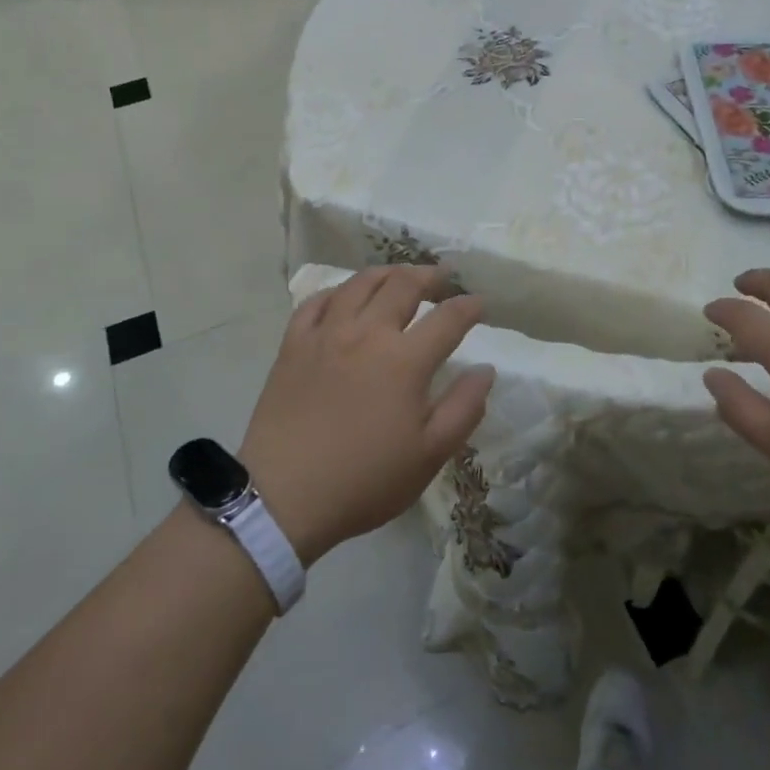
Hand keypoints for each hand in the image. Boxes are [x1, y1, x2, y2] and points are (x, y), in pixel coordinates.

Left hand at [239, 266, 493, 564]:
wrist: (284, 496)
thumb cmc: (365, 480)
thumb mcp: (429, 455)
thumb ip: (464, 408)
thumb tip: (485, 370)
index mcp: (405, 360)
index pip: (447, 318)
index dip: (468, 306)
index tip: (480, 303)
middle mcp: (367, 333)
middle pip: (403, 285)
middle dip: (430, 276)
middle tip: (442, 277)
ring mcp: (326, 334)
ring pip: (360, 283)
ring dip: (387, 273)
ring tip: (400, 275)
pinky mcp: (293, 344)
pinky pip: (316, 301)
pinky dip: (337, 291)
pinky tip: (345, 296)